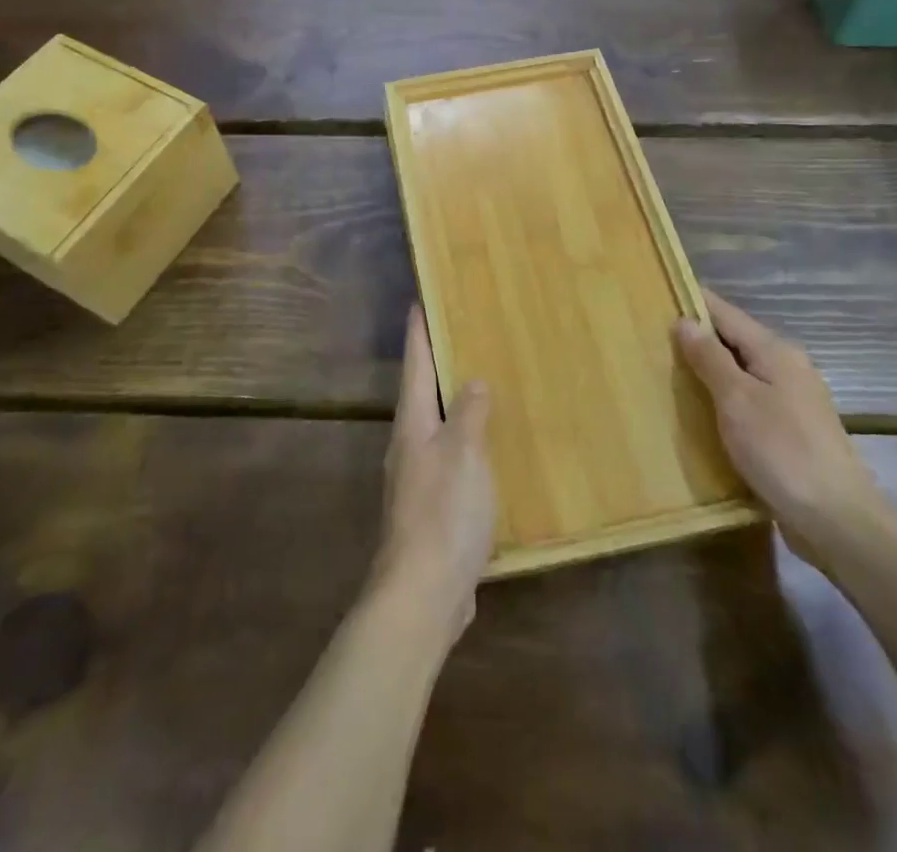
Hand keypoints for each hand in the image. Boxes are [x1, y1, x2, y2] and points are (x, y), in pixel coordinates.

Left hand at [369, 305, 495, 646]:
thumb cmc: (443, 512)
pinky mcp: (431, 511)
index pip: (415, 366)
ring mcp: (417, 481)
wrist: (423, 594)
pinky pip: (450, 462)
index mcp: (412, 425)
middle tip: (460, 339)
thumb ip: (469, 414)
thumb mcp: (463, 453)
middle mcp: (409, 447)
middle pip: (421, 395)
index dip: (419, 333)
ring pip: (436, 429)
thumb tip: (474, 381)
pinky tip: (487, 453)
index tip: (419, 302)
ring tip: (480, 390)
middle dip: (436, 367)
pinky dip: (465, 446)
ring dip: (453, 407)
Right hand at [675, 287, 886, 569]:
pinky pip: (748, 399)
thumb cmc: (782, 451)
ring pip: (741, 371)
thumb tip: (684, 321)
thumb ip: (709, 358)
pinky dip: (723, 398)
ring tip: (667, 373)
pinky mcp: (791, 429)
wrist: (838, 521)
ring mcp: (793, 399)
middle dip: (696, 337)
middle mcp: (787, 366)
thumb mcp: (736, 400)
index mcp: (775, 351)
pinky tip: (701, 412)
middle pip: (734, 340)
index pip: (725, 312)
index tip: (656, 297)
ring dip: (708, 370)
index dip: (692, 302)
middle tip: (650, 339)